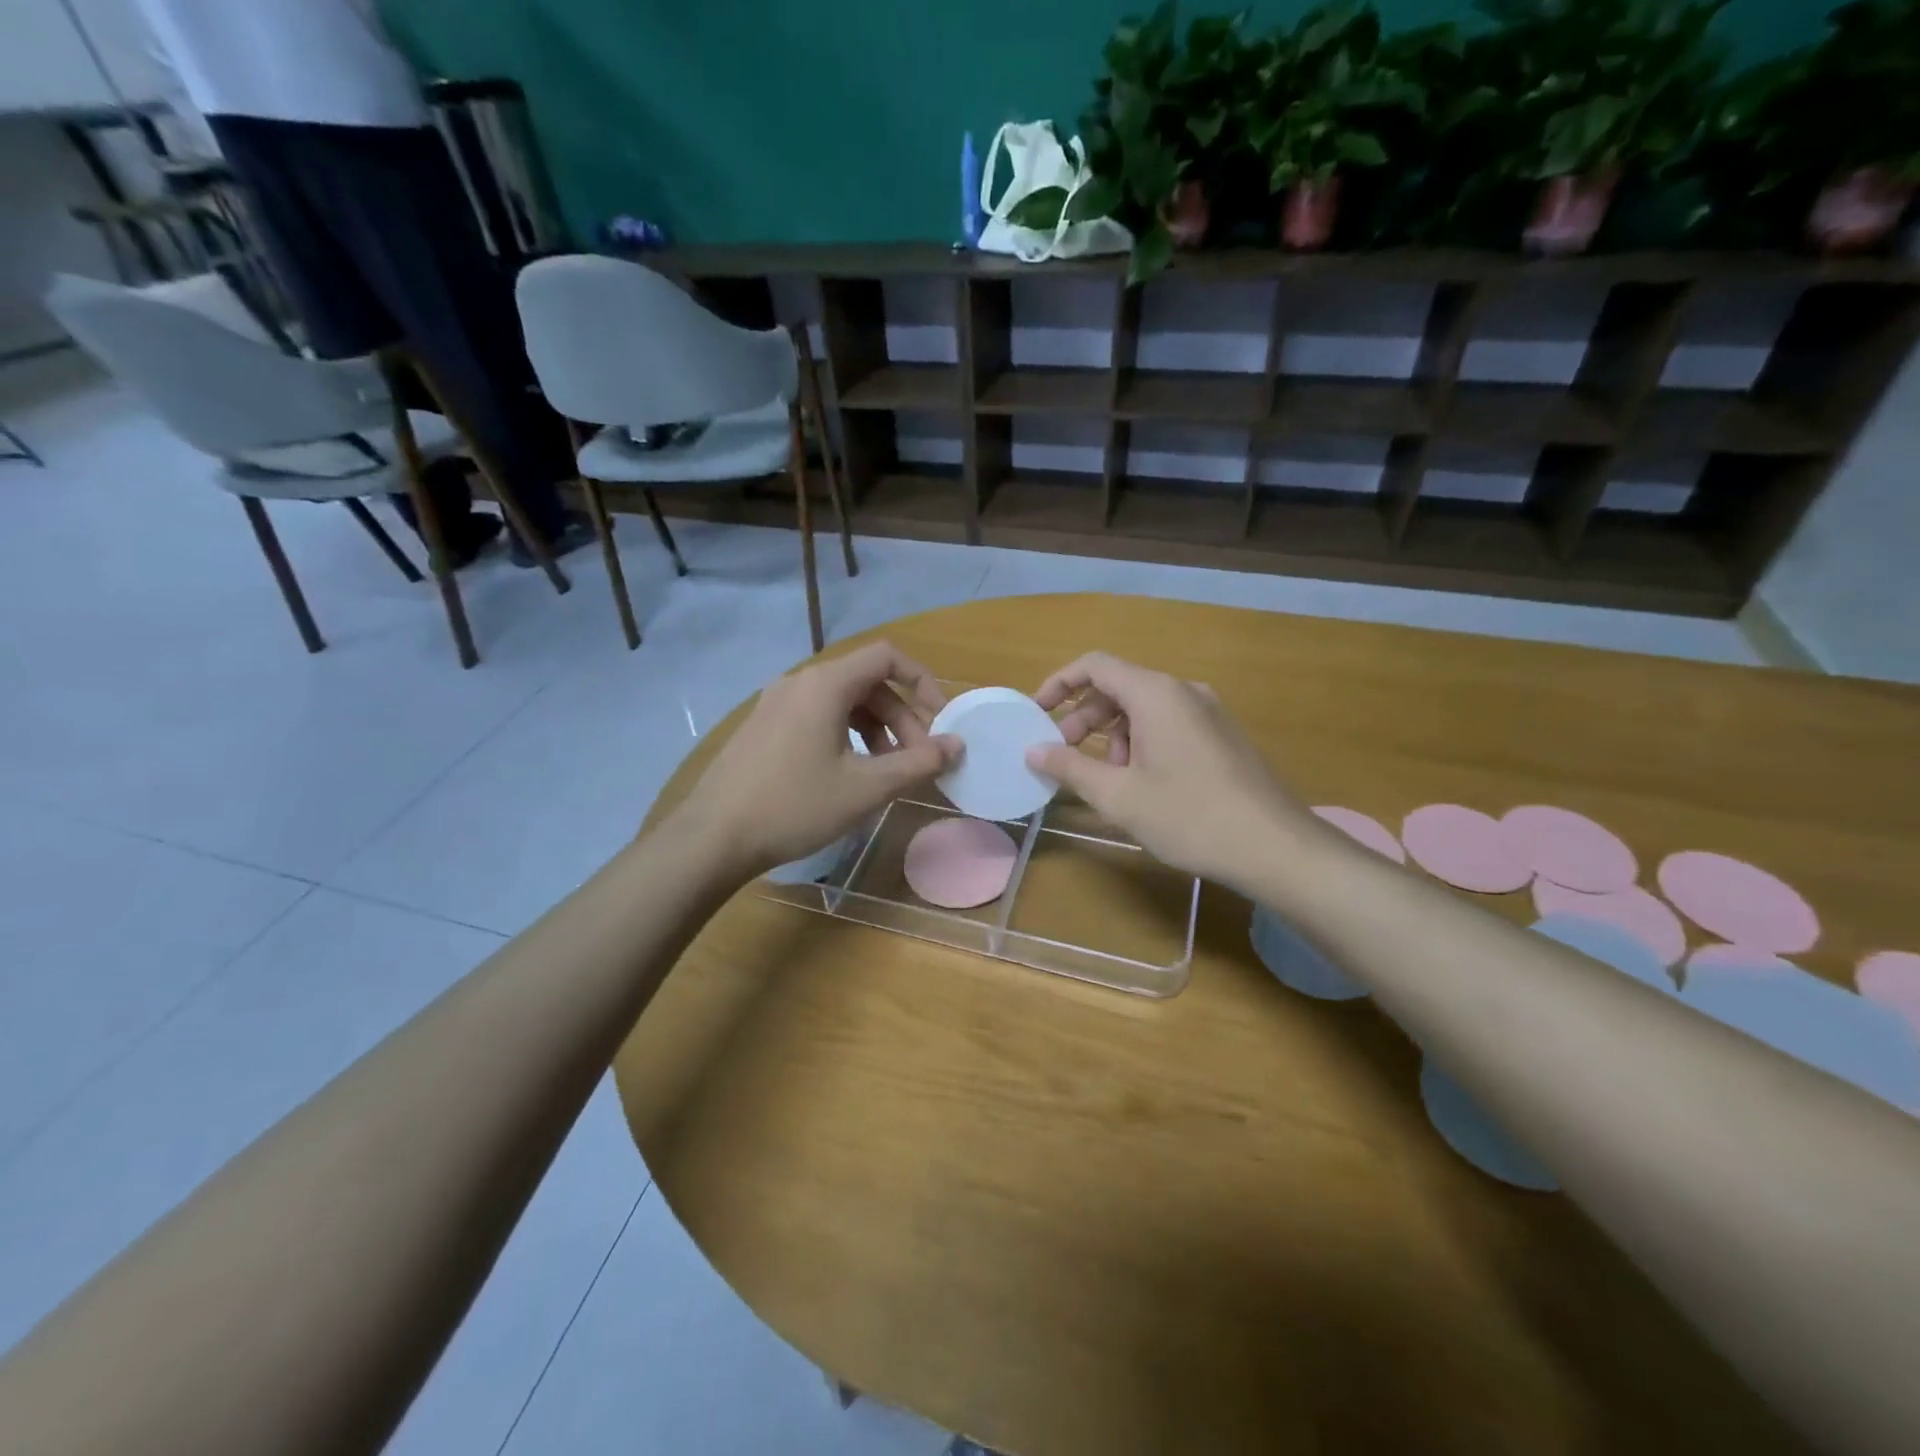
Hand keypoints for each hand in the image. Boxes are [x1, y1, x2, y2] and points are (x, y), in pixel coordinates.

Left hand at [677, 642, 959, 876]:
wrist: (713, 837)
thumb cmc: (795, 806)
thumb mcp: (866, 788)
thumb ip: (918, 763)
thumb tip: (956, 745)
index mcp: (825, 684)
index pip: (887, 657)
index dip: (922, 682)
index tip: (940, 720)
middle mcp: (799, 682)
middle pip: (867, 682)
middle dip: (901, 717)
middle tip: (917, 761)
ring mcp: (775, 703)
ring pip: (842, 702)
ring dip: (875, 729)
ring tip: (887, 772)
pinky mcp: (763, 726)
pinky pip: (817, 716)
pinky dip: (845, 735)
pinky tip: (848, 774)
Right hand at [1027, 652, 1309, 889]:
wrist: (1276, 847)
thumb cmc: (1189, 817)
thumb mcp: (1119, 796)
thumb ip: (1070, 767)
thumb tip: (1033, 751)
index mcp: (1156, 694)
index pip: (1095, 665)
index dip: (1059, 684)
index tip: (1037, 713)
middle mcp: (1184, 691)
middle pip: (1120, 686)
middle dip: (1084, 718)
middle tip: (1063, 755)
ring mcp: (1209, 712)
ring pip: (1144, 708)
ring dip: (1114, 735)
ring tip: (1108, 779)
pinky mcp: (1222, 735)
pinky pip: (1169, 723)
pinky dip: (1142, 742)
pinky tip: (1143, 784)